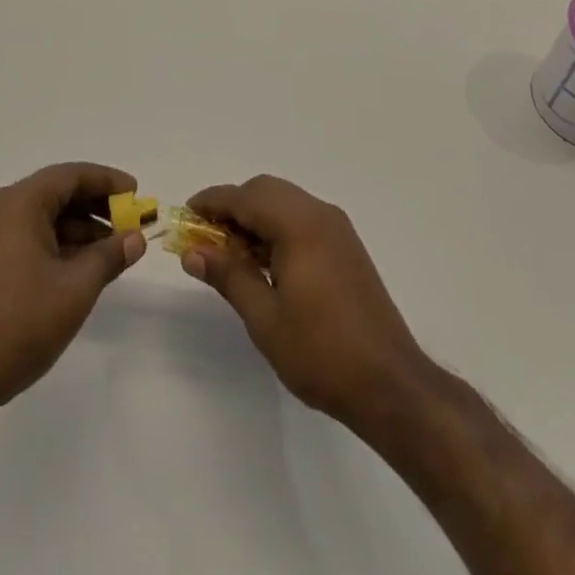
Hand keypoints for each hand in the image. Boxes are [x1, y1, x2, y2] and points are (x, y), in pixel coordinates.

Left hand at [0, 162, 144, 416]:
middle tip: (128, 223)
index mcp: (19, 203)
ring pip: (42, 218)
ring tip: (110, 252)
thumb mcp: (75, 289)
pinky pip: (27, 237)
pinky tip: (78, 268)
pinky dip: (56, 244)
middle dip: (95, 206)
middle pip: (56, 193)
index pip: (71, 176)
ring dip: (77, 229)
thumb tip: (135, 238)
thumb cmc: (18, 324)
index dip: (107, 181)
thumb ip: (109, 257)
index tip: (136, 193)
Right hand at [180, 175, 433, 429]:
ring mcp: (337, 228)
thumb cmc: (321, 352)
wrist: (390, 383)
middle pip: (265, 191)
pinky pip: (302, 218)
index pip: (244, 197)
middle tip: (206, 239)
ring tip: (231, 255)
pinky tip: (264, 262)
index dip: (212, 202)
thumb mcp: (264, 318)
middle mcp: (319, 214)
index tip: (185, 215)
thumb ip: (228, 276)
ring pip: (284, 202)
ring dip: (255, 217)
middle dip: (233, 207)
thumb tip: (191, 251)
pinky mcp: (346, 245)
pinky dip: (277, 227)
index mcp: (299, 224)